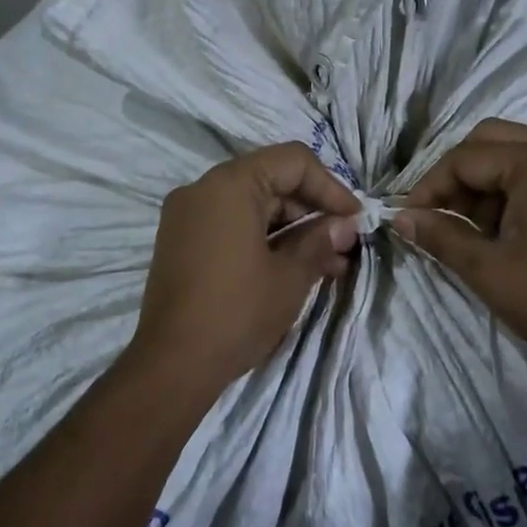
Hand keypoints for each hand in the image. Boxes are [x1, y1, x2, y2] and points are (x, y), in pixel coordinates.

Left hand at [128, 143, 361, 396]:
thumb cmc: (237, 313)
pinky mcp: (180, 242)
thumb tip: (345, 225)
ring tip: (328, 263)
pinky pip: (230, 225)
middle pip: (270, 181)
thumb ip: (320, 241)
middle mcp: (202, 189)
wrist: (172, 365)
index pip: (292, 162)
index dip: (330, 187)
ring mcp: (186, 216)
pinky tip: (293, 267)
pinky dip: (262, 238)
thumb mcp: (289, 276)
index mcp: (229, 185)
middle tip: (344, 244)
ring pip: (251, 205)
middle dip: (312, 210)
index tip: (355, 219)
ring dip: (291, 228)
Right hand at [392, 119, 526, 369]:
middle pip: (491, 140)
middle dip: (457, 174)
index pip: (466, 158)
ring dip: (484, 182)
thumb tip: (401, 219)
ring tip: (471, 228)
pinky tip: (501, 229)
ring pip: (515, 154)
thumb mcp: (487, 269)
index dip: (430, 187)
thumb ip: (440, 235)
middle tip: (441, 214)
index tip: (410, 219)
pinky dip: (511, 190)